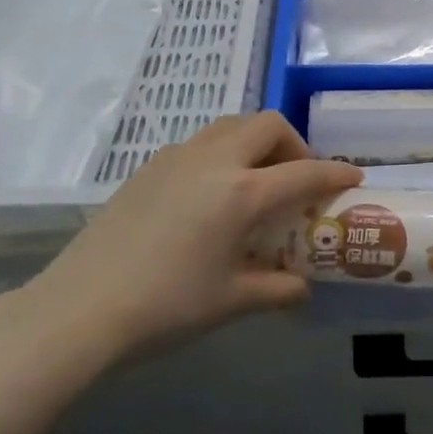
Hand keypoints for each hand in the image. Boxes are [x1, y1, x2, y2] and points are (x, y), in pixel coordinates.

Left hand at [14, 113, 361, 370]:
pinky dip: (223, 152)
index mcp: (242, 192)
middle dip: (294, 144)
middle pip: (268, 125)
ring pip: (231, 125)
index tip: (353, 177)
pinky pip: (201, 142)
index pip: (304, 171)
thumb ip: (276, 289)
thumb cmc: (165, 306)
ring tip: (256, 179)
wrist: (79, 308)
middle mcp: (215, 160)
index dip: (335, 172)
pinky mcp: (149, 166)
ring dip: (256, 142)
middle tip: (297, 177)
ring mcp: (178, 158)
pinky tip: (211, 193)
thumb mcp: (230, 301)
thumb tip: (302, 288)